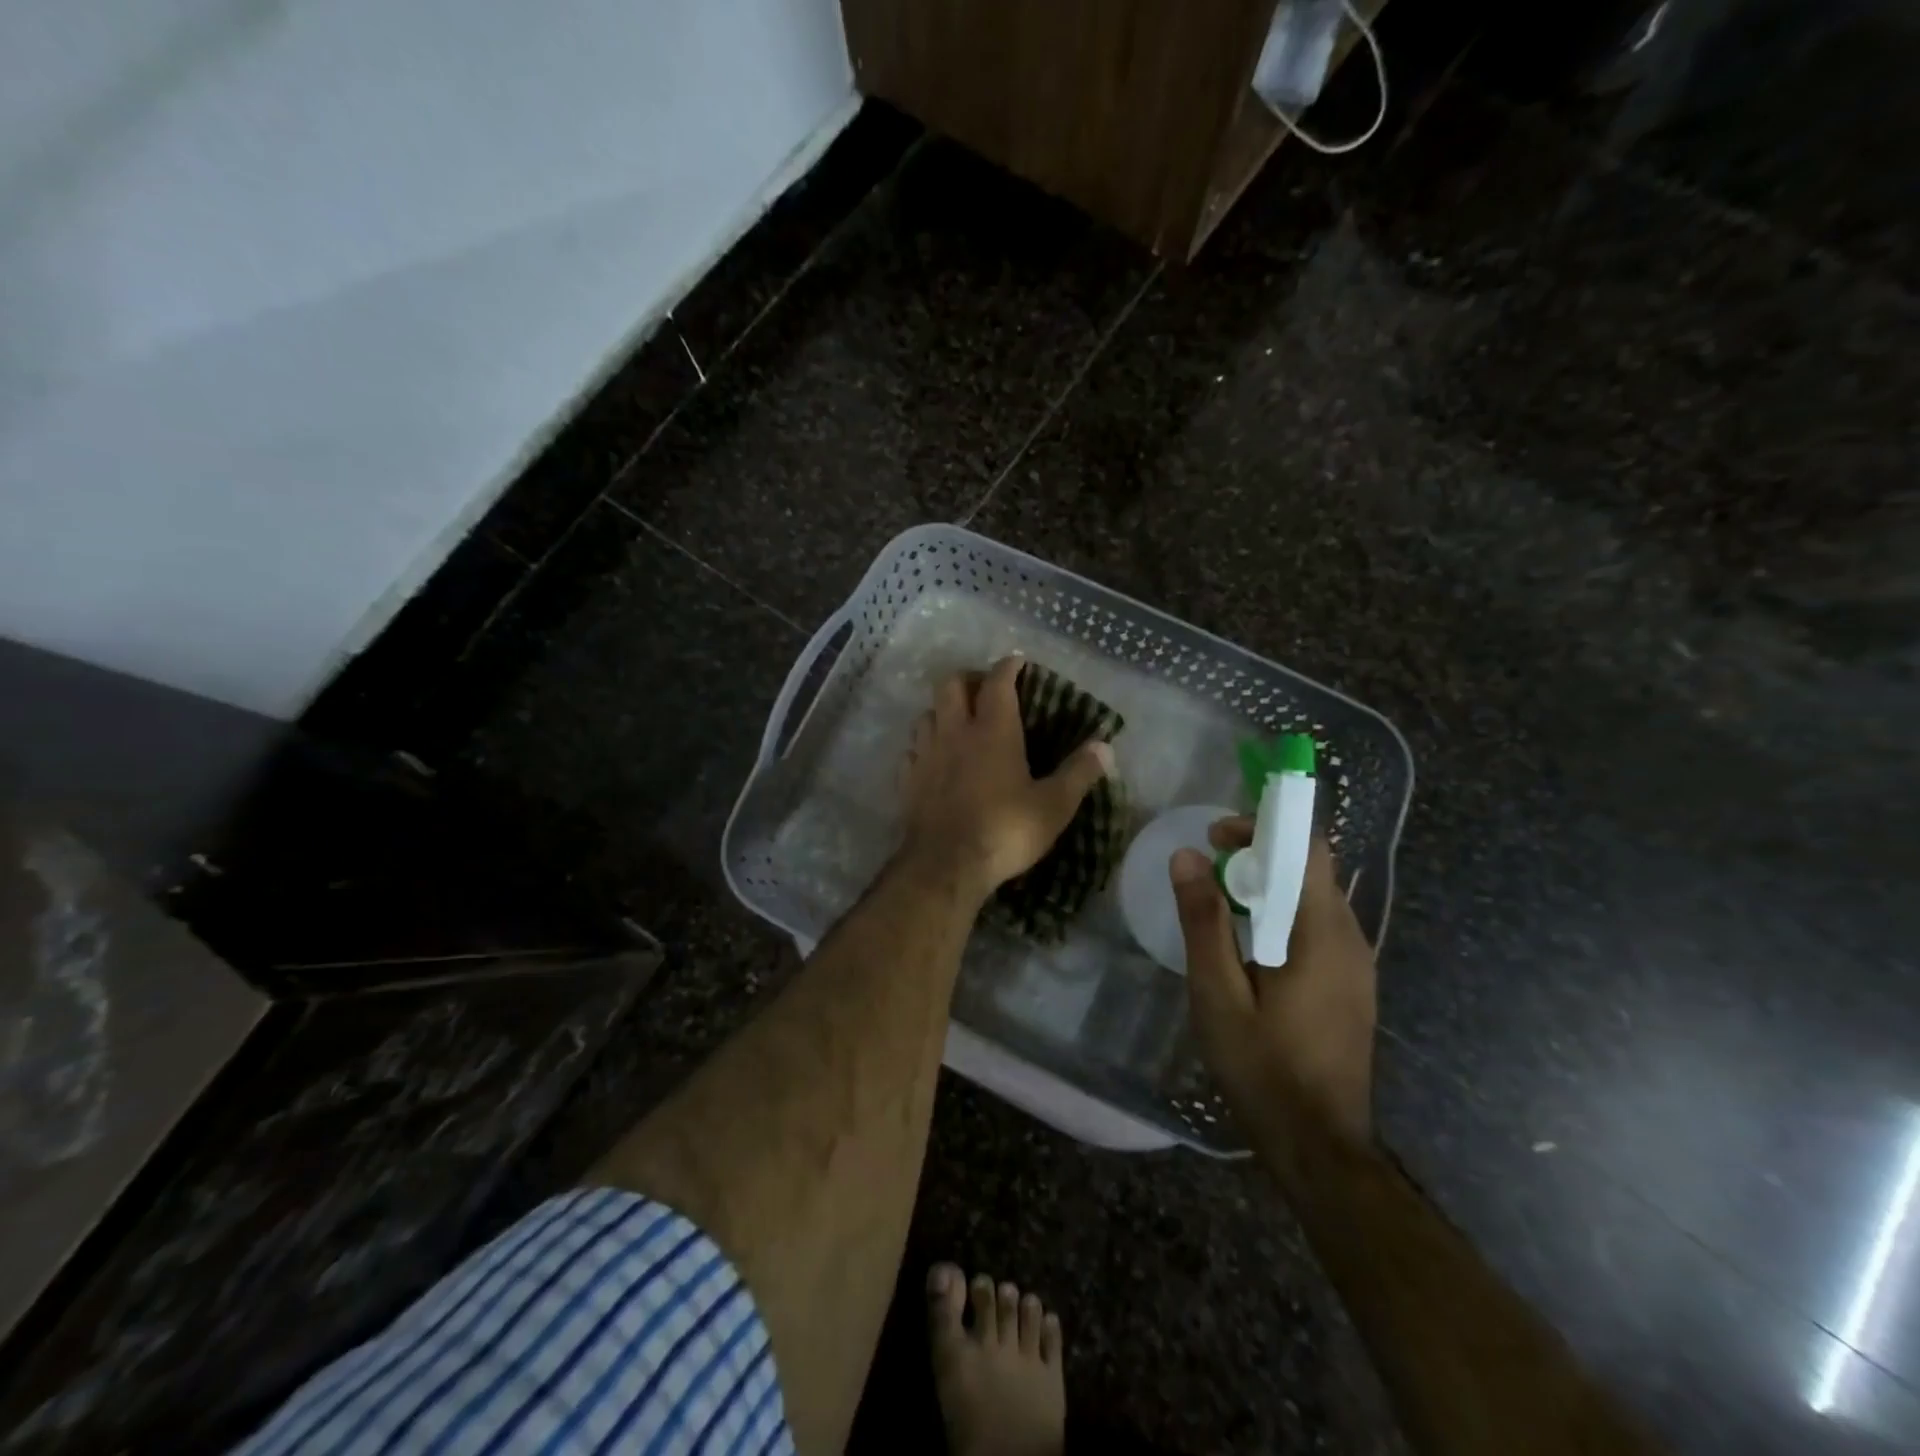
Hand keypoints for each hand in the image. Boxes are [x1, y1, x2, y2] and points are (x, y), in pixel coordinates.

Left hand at [900, 655, 1111, 901]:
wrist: (946, 866)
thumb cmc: (1005, 830)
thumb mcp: (1053, 806)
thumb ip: (1079, 773)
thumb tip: (1106, 747)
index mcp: (993, 730)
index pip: (998, 682)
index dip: (1008, 667)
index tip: (1017, 662)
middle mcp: (955, 732)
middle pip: (951, 684)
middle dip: (969, 678)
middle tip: (985, 690)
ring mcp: (926, 754)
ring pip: (927, 713)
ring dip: (943, 710)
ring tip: (958, 723)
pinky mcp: (907, 779)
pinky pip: (912, 749)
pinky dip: (925, 745)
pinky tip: (934, 758)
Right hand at [1170, 822, 1376, 1159]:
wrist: (1320, 1147)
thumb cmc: (1263, 1067)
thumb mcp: (1217, 993)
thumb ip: (1204, 921)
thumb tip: (1188, 857)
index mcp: (1321, 935)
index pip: (1307, 850)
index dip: (1263, 829)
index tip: (1217, 837)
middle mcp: (1350, 939)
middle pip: (1312, 870)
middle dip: (1260, 855)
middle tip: (1209, 869)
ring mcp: (1357, 964)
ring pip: (1315, 899)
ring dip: (1271, 886)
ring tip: (1222, 904)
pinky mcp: (1352, 985)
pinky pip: (1319, 928)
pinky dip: (1284, 915)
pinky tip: (1251, 947)